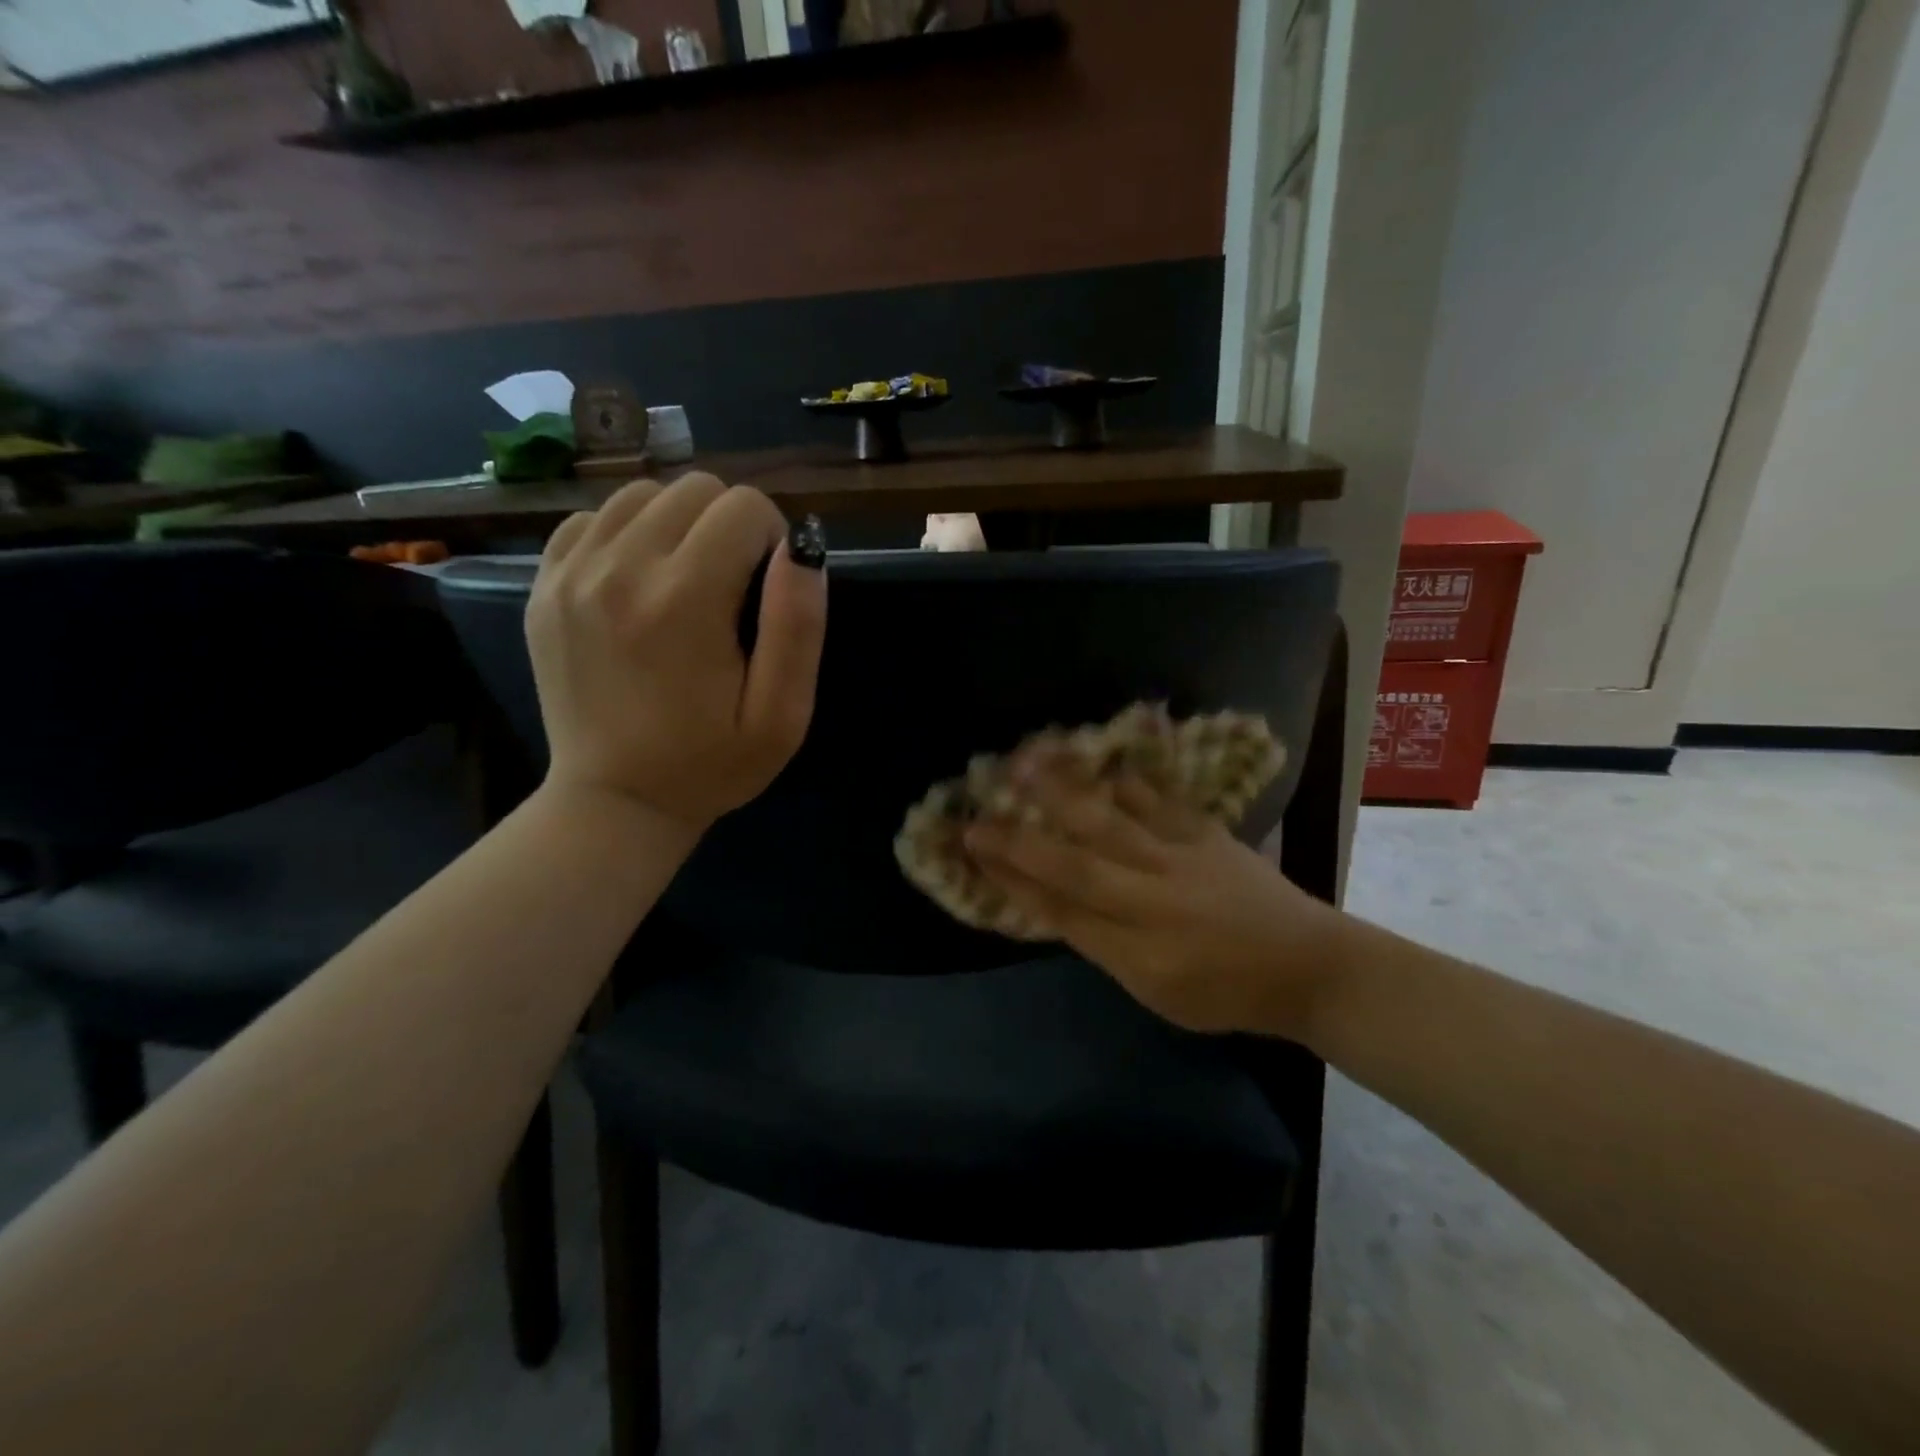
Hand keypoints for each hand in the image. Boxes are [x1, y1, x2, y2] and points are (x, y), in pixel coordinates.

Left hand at [526, 474, 827, 833]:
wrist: (615, 800)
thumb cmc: (711, 763)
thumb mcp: (782, 715)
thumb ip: (798, 626)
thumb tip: (801, 547)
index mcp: (686, 600)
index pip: (744, 507)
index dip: (773, 539)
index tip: (766, 589)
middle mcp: (621, 568)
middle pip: (694, 489)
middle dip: (729, 525)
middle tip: (732, 586)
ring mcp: (571, 573)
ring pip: (642, 494)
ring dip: (678, 524)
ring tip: (687, 579)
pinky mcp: (543, 585)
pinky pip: (591, 519)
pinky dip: (625, 534)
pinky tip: (638, 580)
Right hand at [963, 749, 1348, 1037]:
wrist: (1308, 965)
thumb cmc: (1224, 992)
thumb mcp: (1154, 991)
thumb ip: (1099, 944)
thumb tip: (1047, 900)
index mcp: (1137, 947)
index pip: (1059, 907)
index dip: (1011, 876)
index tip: (971, 848)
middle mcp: (1153, 897)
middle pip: (1076, 860)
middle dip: (1021, 835)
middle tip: (978, 804)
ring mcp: (1182, 857)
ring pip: (1112, 818)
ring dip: (1065, 788)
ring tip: (1027, 757)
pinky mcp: (1205, 831)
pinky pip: (1157, 798)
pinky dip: (1122, 777)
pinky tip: (1095, 758)